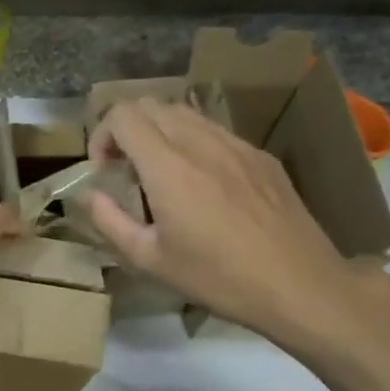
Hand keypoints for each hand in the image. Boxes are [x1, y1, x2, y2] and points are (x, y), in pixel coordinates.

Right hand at [83, 99, 377, 346]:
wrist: (300, 285)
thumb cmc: (217, 278)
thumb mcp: (149, 259)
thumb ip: (109, 220)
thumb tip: (89, 195)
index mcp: (168, 167)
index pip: (123, 116)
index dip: (102, 135)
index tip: (105, 171)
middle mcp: (200, 143)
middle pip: (151, 105)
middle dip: (126, 130)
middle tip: (126, 169)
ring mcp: (236, 145)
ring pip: (184, 113)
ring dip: (159, 132)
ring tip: (161, 174)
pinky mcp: (261, 156)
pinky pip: (215, 131)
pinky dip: (192, 142)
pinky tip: (201, 184)